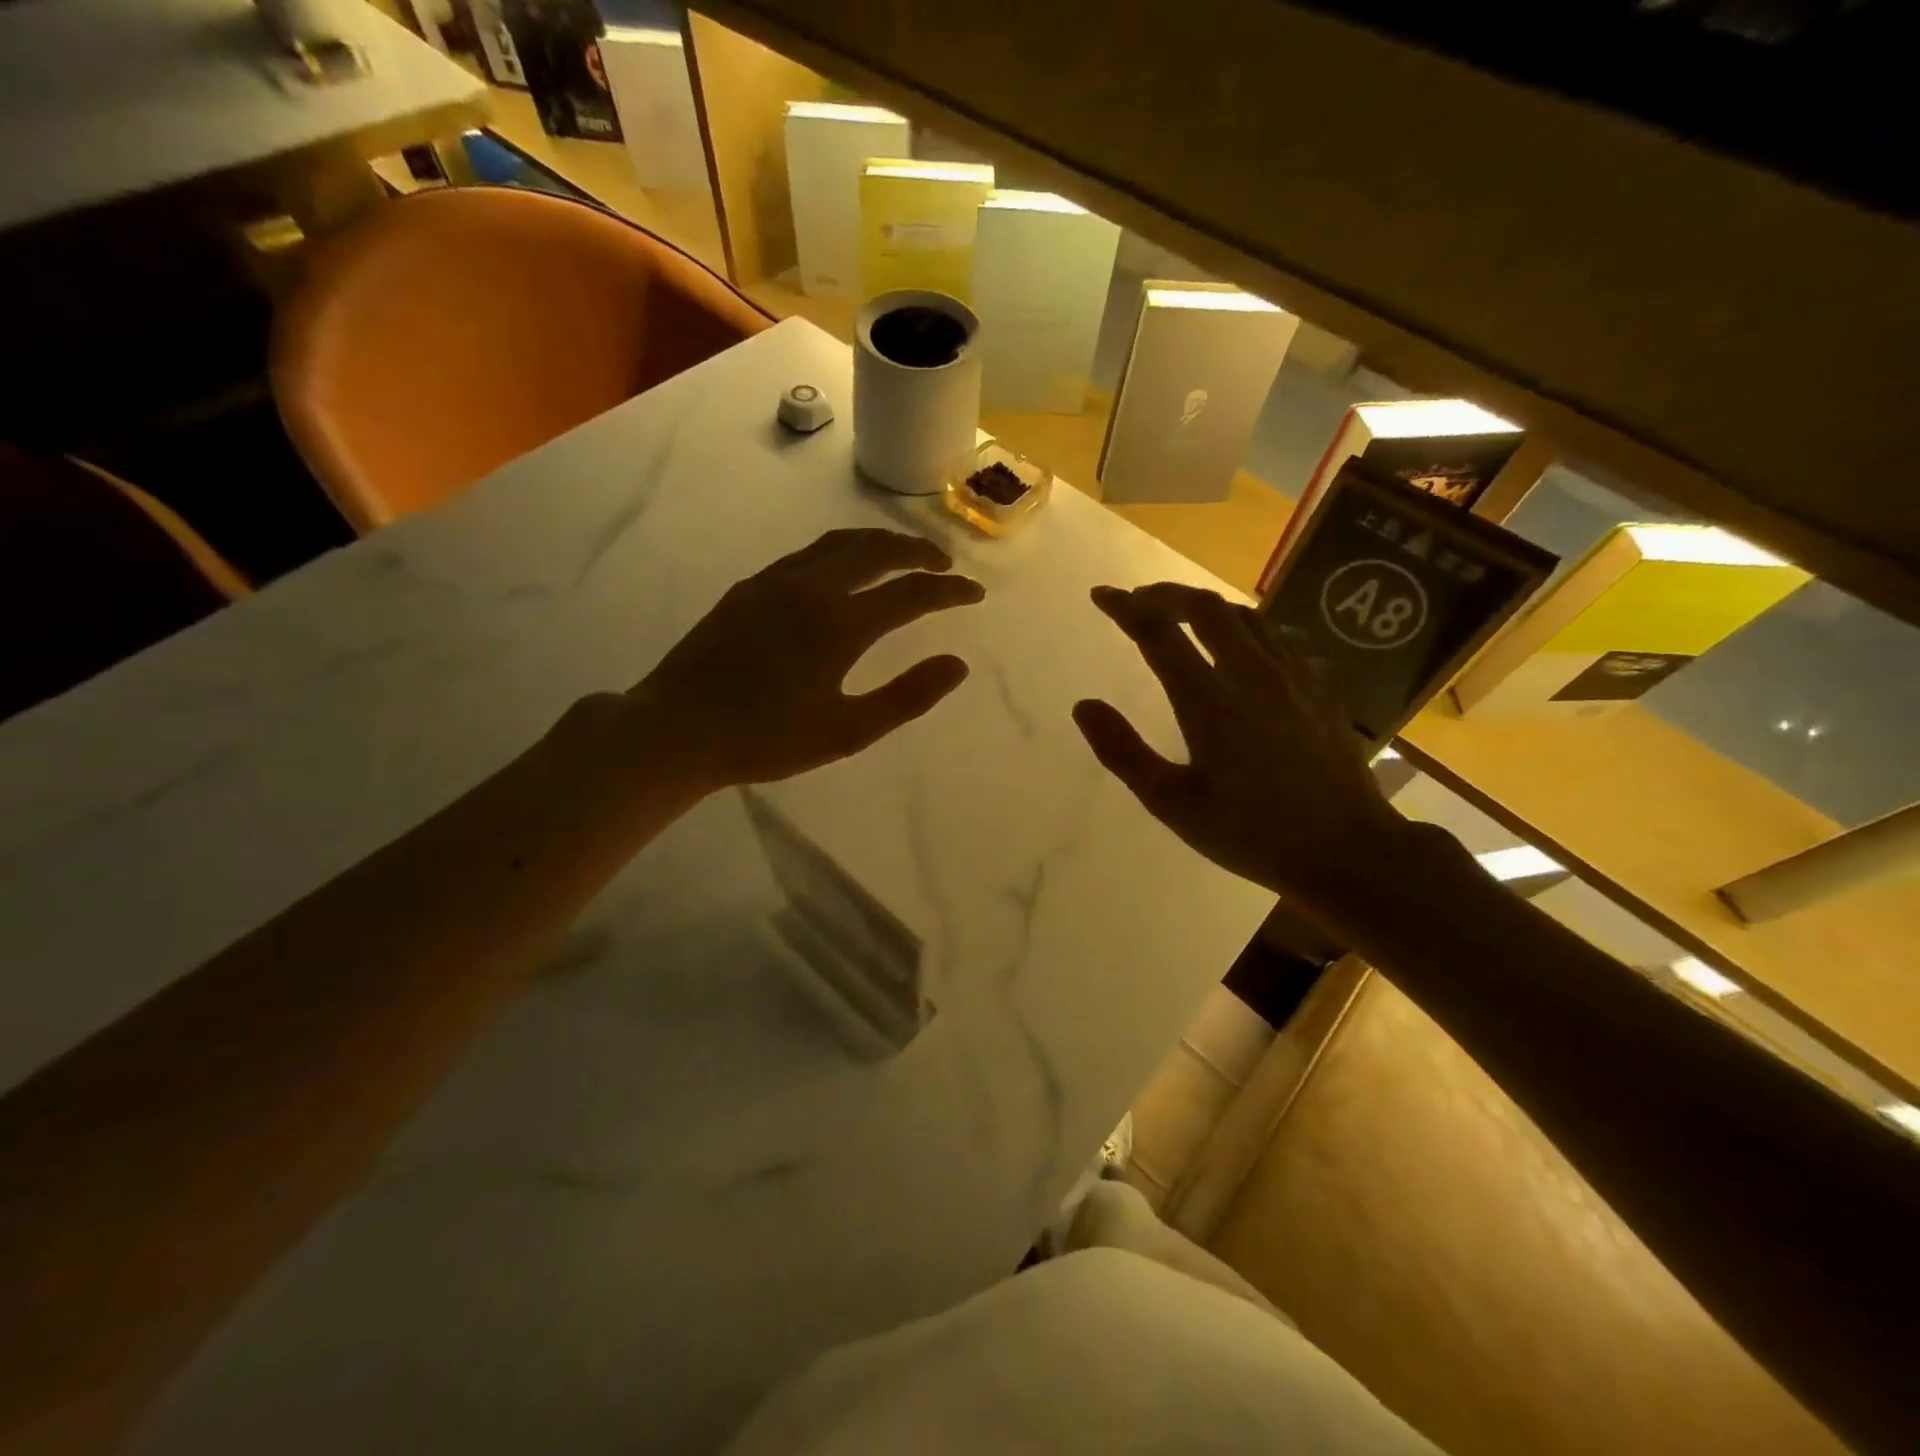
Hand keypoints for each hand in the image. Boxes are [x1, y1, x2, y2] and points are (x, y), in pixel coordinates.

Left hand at [630, 529, 983, 791]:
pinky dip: (842, 553)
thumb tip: (958, 665)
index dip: (949, 592)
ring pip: (839, 544)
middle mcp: (810, 588)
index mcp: (839, 624)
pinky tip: (843, 571)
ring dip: (878, 545)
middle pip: (876, 551)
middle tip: (944, 565)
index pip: (911, 594)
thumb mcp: (846, 732)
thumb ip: (906, 697)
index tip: (976, 593)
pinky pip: (808, 555)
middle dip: (917, 552)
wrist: (676, 729)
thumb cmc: (765, 739)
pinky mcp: (749, 588)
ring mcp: (775, 582)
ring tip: (902, 557)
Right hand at [1072, 582, 1406, 905]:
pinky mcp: (1321, 688)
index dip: (1124, 608)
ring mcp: (1293, 676)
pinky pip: (1281, 636)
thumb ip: (1123, 752)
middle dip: (1166, 595)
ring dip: (1207, 607)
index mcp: (1208, 700)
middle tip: (1140, 600)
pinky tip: (1246, 644)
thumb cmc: (1250, 832)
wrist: (1346, 850)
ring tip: (1184, 616)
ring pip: (1247, 615)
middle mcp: (1250, 673)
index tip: (1101, 595)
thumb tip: (1083, 706)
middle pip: (1205, 608)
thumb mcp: (1172, 803)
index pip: (1157, 633)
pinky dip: (1249, 627)